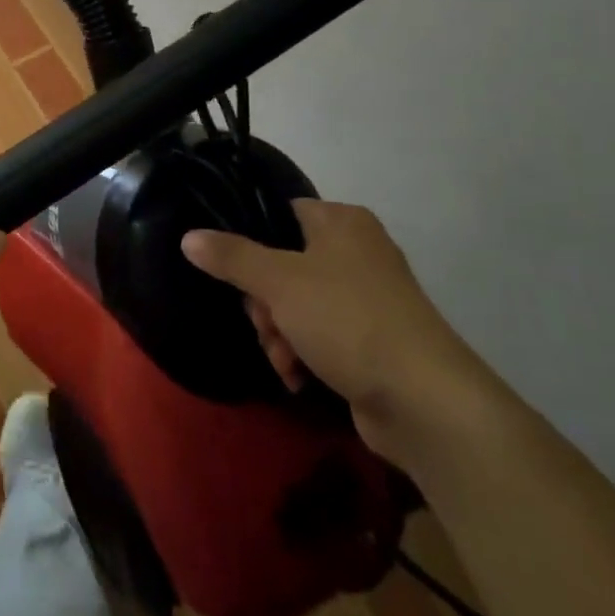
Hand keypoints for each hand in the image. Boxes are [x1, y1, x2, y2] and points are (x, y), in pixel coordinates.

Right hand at [181, 199, 494, 460]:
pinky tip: (297, 377)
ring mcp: (366, 298)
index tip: (237, 273)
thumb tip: (188, 236)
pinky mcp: (371, 341)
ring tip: (283, 359)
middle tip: (264, 323)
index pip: (281, 214)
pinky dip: (303, 353)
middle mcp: (357, 251)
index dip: (253, 242)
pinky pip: (320, 335)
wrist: (426, 402)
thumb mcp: (279, 281)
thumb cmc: (349, 320)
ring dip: (279, 333)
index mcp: (341, 222)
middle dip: (264, 302)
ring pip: (297, 304)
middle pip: (283, 264)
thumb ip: (231, 256)